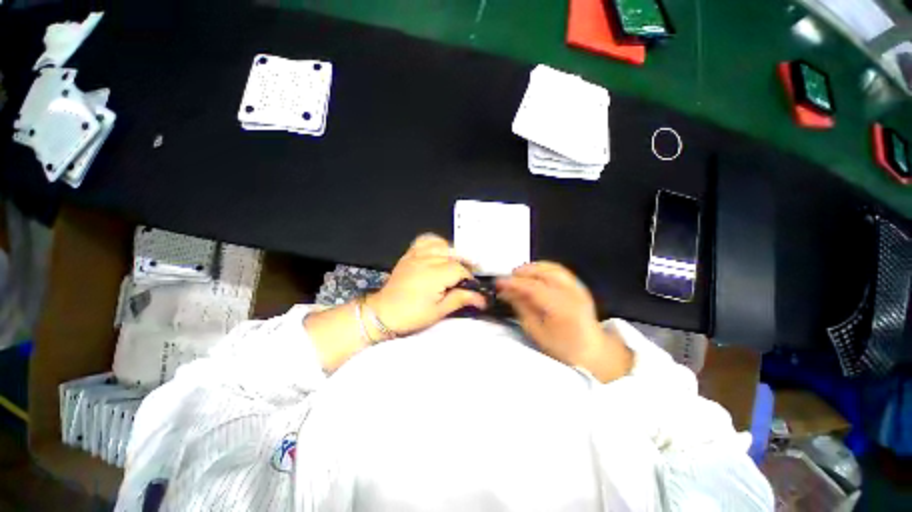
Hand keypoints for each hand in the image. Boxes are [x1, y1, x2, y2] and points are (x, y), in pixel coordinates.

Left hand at [367, 234, 486, 336]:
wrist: (384, 312)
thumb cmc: (410, 315)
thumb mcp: (439, 311)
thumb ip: (461, 299)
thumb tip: (480, 299)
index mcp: (434, 275)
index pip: (460, 269)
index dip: (469, 279)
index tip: (471, 289)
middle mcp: (426, 261)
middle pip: (454, 256)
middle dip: (463, 267)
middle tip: (465, 280)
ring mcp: (417, 256)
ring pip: (442, 245)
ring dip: (452, 254)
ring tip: (454, 266)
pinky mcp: (410, 255)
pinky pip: (425, 241)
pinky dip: (435, 244)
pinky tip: (439, 252)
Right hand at [496, 262, 631, 381]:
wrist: (591, 351)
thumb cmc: (563, 347)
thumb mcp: (536, 331)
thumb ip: (521, 307)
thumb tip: (506, 292)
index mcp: (561, 308)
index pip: (533, 287)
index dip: (513, 283)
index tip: (499, 282)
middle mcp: (572, 294)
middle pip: (543, 272)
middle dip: (522, 272)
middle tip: (507, 279)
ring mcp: (578, 288)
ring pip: (552, 267)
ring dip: (532, 268)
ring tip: (519, 274)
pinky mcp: (579, 286)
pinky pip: (559, 270)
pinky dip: (544, 268)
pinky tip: (535, 273)